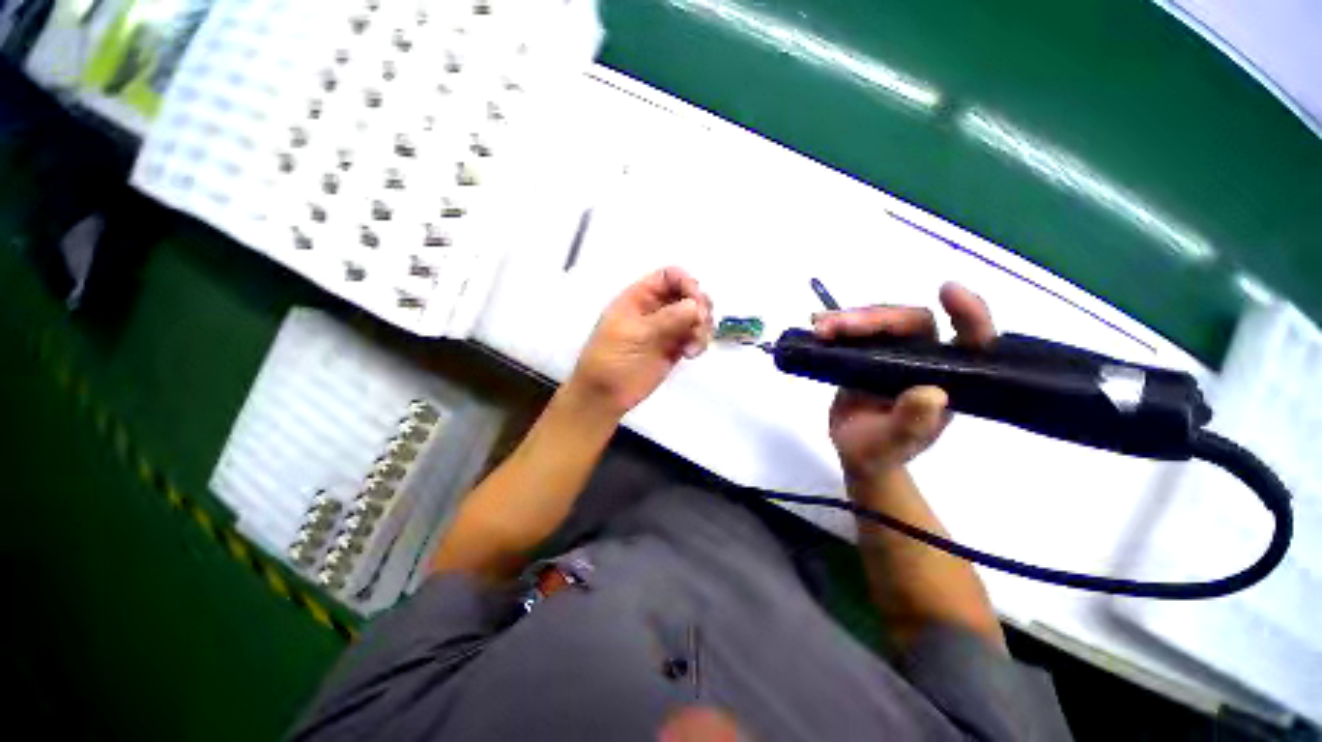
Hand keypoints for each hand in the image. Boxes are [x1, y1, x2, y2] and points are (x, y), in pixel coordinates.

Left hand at [568, 267, 713, 416]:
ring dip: (702, 328)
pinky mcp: (674, 348)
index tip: (697, 304)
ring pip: (695, 316)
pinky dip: (699, 342)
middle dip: (700, 307)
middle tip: (699, 325)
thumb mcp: (635, 334)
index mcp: (640, 297)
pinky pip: (695, 336)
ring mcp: (666, 329)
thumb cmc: (611, 359)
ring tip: (693, 347)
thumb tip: (697, 305)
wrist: (605, 395)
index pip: (670, 277)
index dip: (687, 284)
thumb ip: (667, 318)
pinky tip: (690, 354)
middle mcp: (656, 309)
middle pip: (688, 294)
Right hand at [815, 283, 994, 482]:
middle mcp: (926, 360)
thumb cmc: (880, 452)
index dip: (967, 313)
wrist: (855, 451)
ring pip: (880, 321)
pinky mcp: (870, 353)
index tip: (947, 290)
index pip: (970, 340)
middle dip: (871, 319)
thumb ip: (911, 423)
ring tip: (819, 328)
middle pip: (909, 322)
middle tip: (831, 328)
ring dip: (848, 320)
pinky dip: (837, 324)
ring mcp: (897, 354)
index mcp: (947, 380)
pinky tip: (817, 324)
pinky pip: (858, 330)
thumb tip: (933, 393)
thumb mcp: (894, 444)